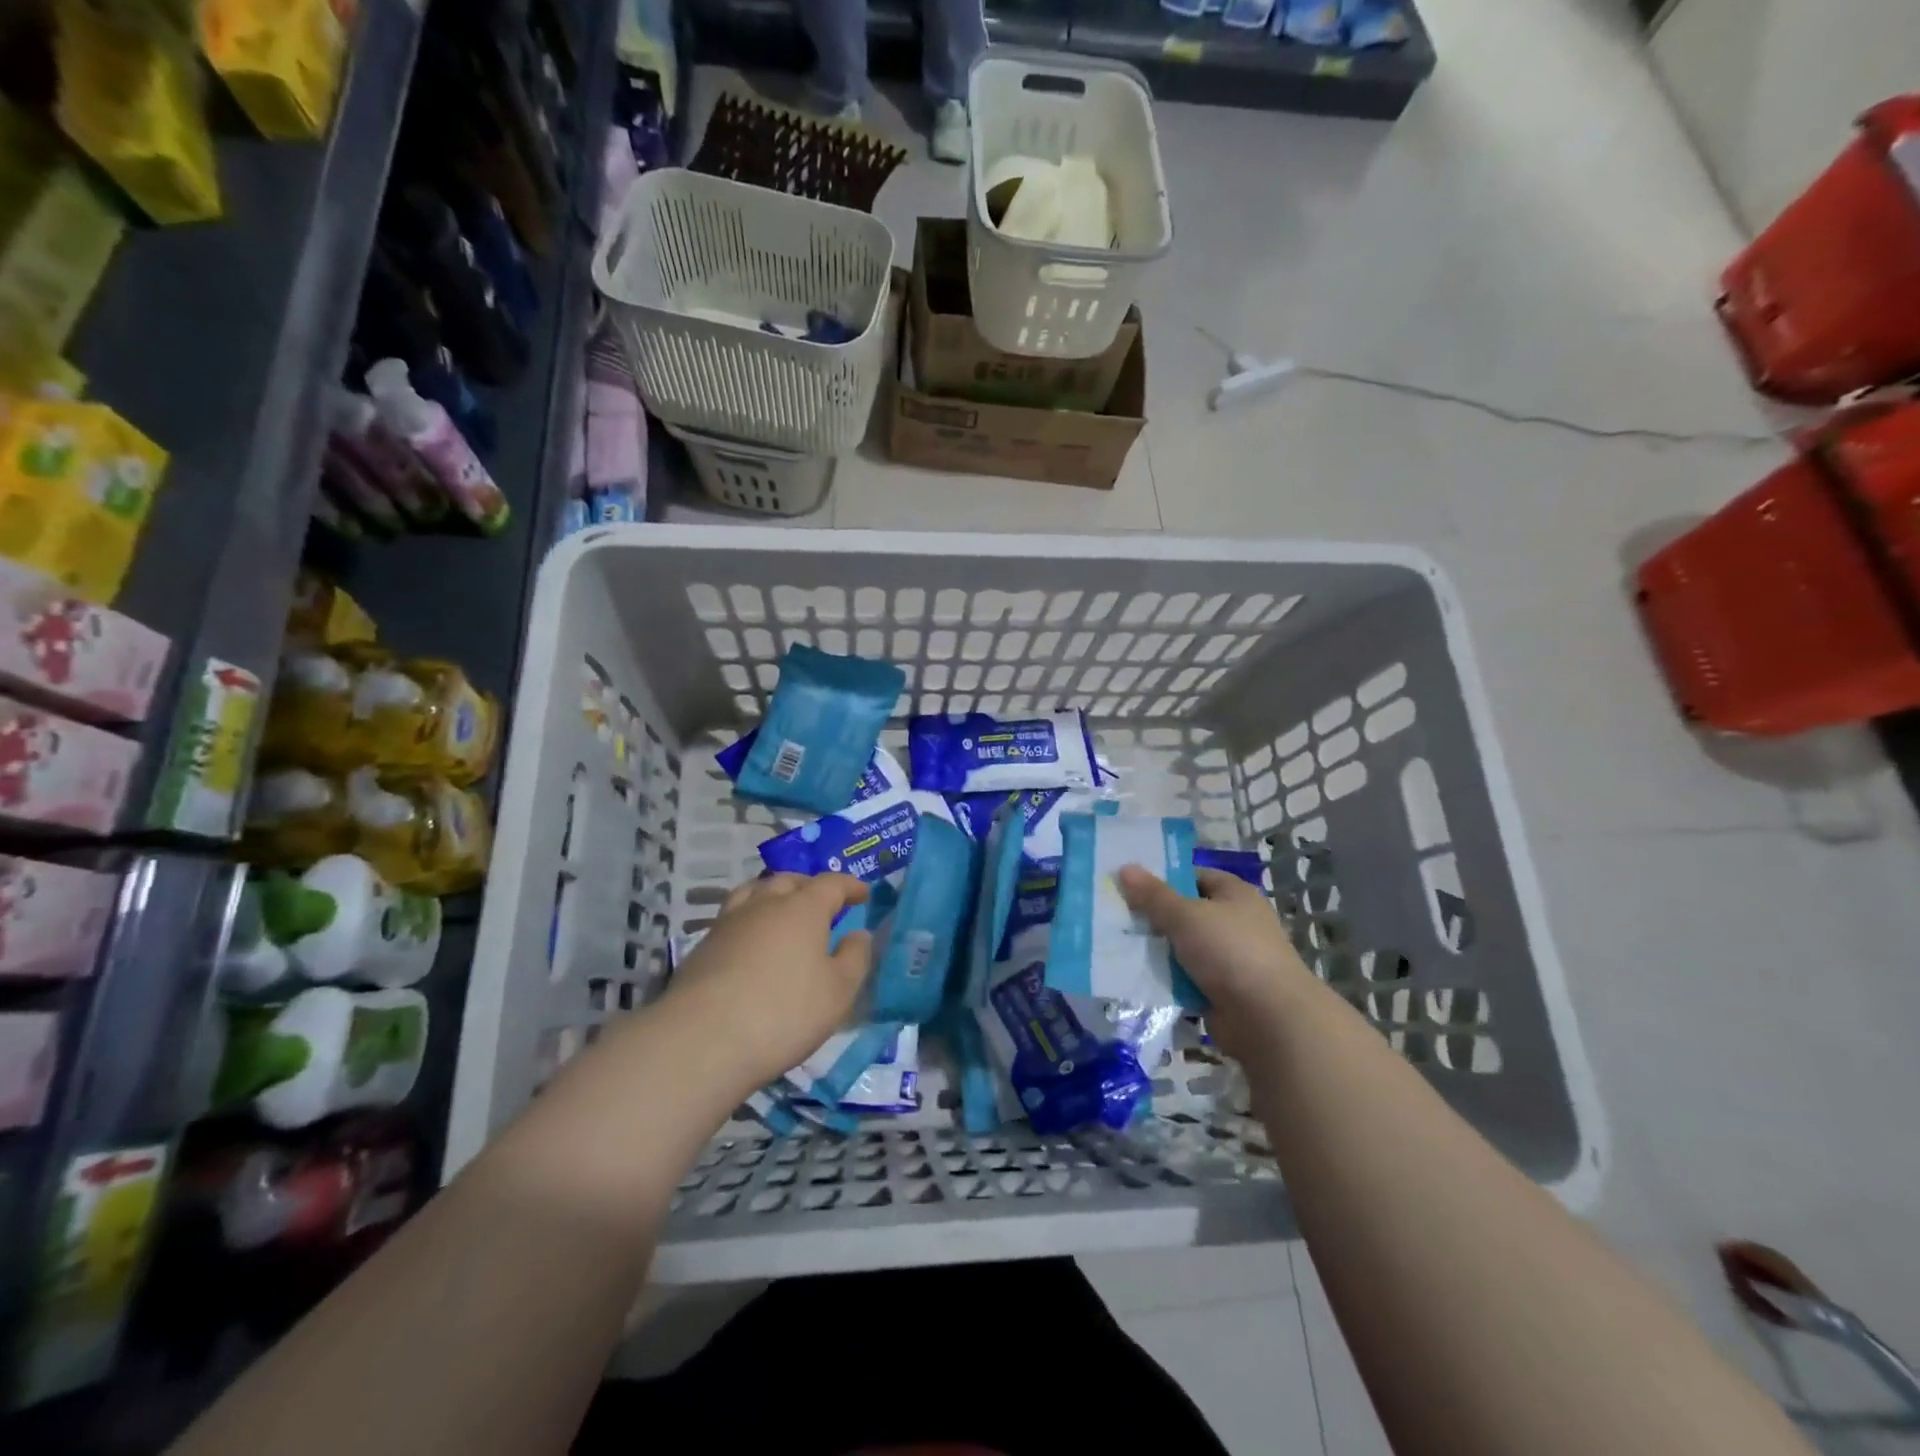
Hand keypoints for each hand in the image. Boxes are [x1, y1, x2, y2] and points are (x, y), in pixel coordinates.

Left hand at [658, 873, 873, 1097]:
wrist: (703, 1039)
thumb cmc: (785, 1012)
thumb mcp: (838, 991)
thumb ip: (854, 958)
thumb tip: (857, 934)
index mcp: (804, 908)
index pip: (832, 884)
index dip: (850, 886)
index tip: (862, 894)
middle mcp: (766, 904)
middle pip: (789, 880)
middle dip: (810, 885)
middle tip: (823, 902)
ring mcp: (730, 922)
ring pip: (755, 892)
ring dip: (774, 895)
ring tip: (783, 911)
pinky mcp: (704, 945)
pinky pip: (734, 916)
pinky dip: (751, 918)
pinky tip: (753, 941)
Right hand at [1117, 865, 1314, 1061]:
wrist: (1268, 1020)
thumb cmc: (1230, 951)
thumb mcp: (1185, 915)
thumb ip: (1153, 895)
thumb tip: (1125, 868)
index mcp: (1235, 895)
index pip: (1195, 876)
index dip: (1164, 878)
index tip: (1130, 884)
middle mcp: (1235, 923)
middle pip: (1186, 912)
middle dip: (1154, 916)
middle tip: (1115, 914)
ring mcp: (1230, 959)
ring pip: (1183, 947)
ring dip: (1156, 949)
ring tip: (1117, 944)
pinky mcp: (1222, 990)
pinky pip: (1186, 977)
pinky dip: (1166, 978)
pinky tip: (1136, 975)